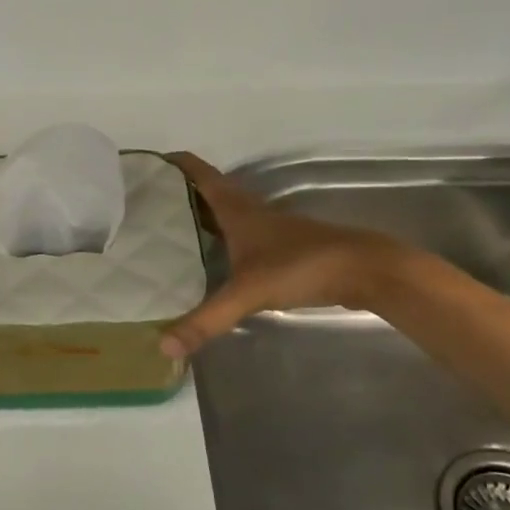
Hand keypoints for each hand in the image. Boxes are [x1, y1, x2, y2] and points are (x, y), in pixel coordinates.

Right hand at [160, 152, 407, 359]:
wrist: (365, 271)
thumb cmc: (302, 267)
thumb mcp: (248, 293)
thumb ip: (206, 319)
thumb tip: (164, 347)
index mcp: (237, 211)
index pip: (202, 176)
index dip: (177, 164)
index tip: (147, 162)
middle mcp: (251, 213)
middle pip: (210, 193)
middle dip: (179, 192)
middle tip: (144, 201)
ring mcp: (270, 230)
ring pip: (226, 215)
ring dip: (200, 215)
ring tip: (166, 229)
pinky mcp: (283, 249)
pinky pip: (240, 236)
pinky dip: (220, 239)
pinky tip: (209, 259)